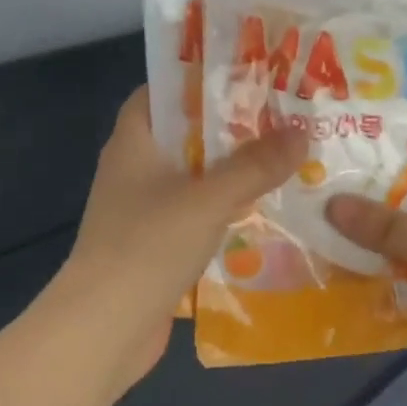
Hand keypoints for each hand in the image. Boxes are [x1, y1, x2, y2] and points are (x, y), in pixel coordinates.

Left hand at [54, 88, 306, 391]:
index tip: (244, 78)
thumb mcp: (209, 198)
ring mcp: (141, 209)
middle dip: (228, 128)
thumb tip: (302, 130)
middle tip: (280, 117)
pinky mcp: (153, 245)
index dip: (197, 80)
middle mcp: (133, 168)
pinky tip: (261, 211)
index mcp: (134, 141)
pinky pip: (193, 214)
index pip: (160, 91)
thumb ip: (255, 165)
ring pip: (192, 177)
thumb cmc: (148, 244)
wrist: (104, 327)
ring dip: (230, 172)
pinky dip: (222, 210)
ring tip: (282, 159)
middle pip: (184, 134)